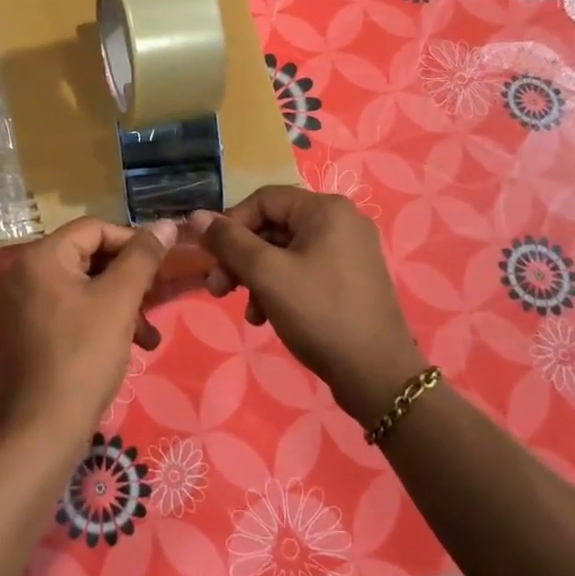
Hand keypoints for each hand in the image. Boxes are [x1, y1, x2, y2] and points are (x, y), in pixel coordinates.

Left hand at [0, 217, 176, 446]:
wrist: (43, 431)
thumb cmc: (83, 356)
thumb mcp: (120, 301)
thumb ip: (143, 258)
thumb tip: (166, 224)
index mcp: (42, 257)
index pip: (94, 228)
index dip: (132, 241)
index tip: (161, 266)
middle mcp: (25, 274)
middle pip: (88, 257)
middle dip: (128, 279)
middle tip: (156, 300)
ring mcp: (22, 306)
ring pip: (83, 288)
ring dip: (120, 304)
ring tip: (148, 335)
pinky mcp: (27, 334)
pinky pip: (70, 311)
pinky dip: (99, 321)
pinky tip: (126, 347)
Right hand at [189, 188, 425, 422]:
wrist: (378, 375)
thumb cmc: (319, 313)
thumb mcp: (267, 274)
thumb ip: (229, 242)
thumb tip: (197, 216)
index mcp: (326, 209)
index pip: (263, 199)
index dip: (231, 225)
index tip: (211, 259)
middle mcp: (341, 221)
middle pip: (273, 226)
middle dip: (241, 258)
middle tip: (217, 289)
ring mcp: (349, 251)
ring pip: (285, 252)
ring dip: (257, 278)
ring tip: (247, 311)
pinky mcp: (350, 279)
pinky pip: (304, 270)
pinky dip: (280, 289)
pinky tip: (267, 317)